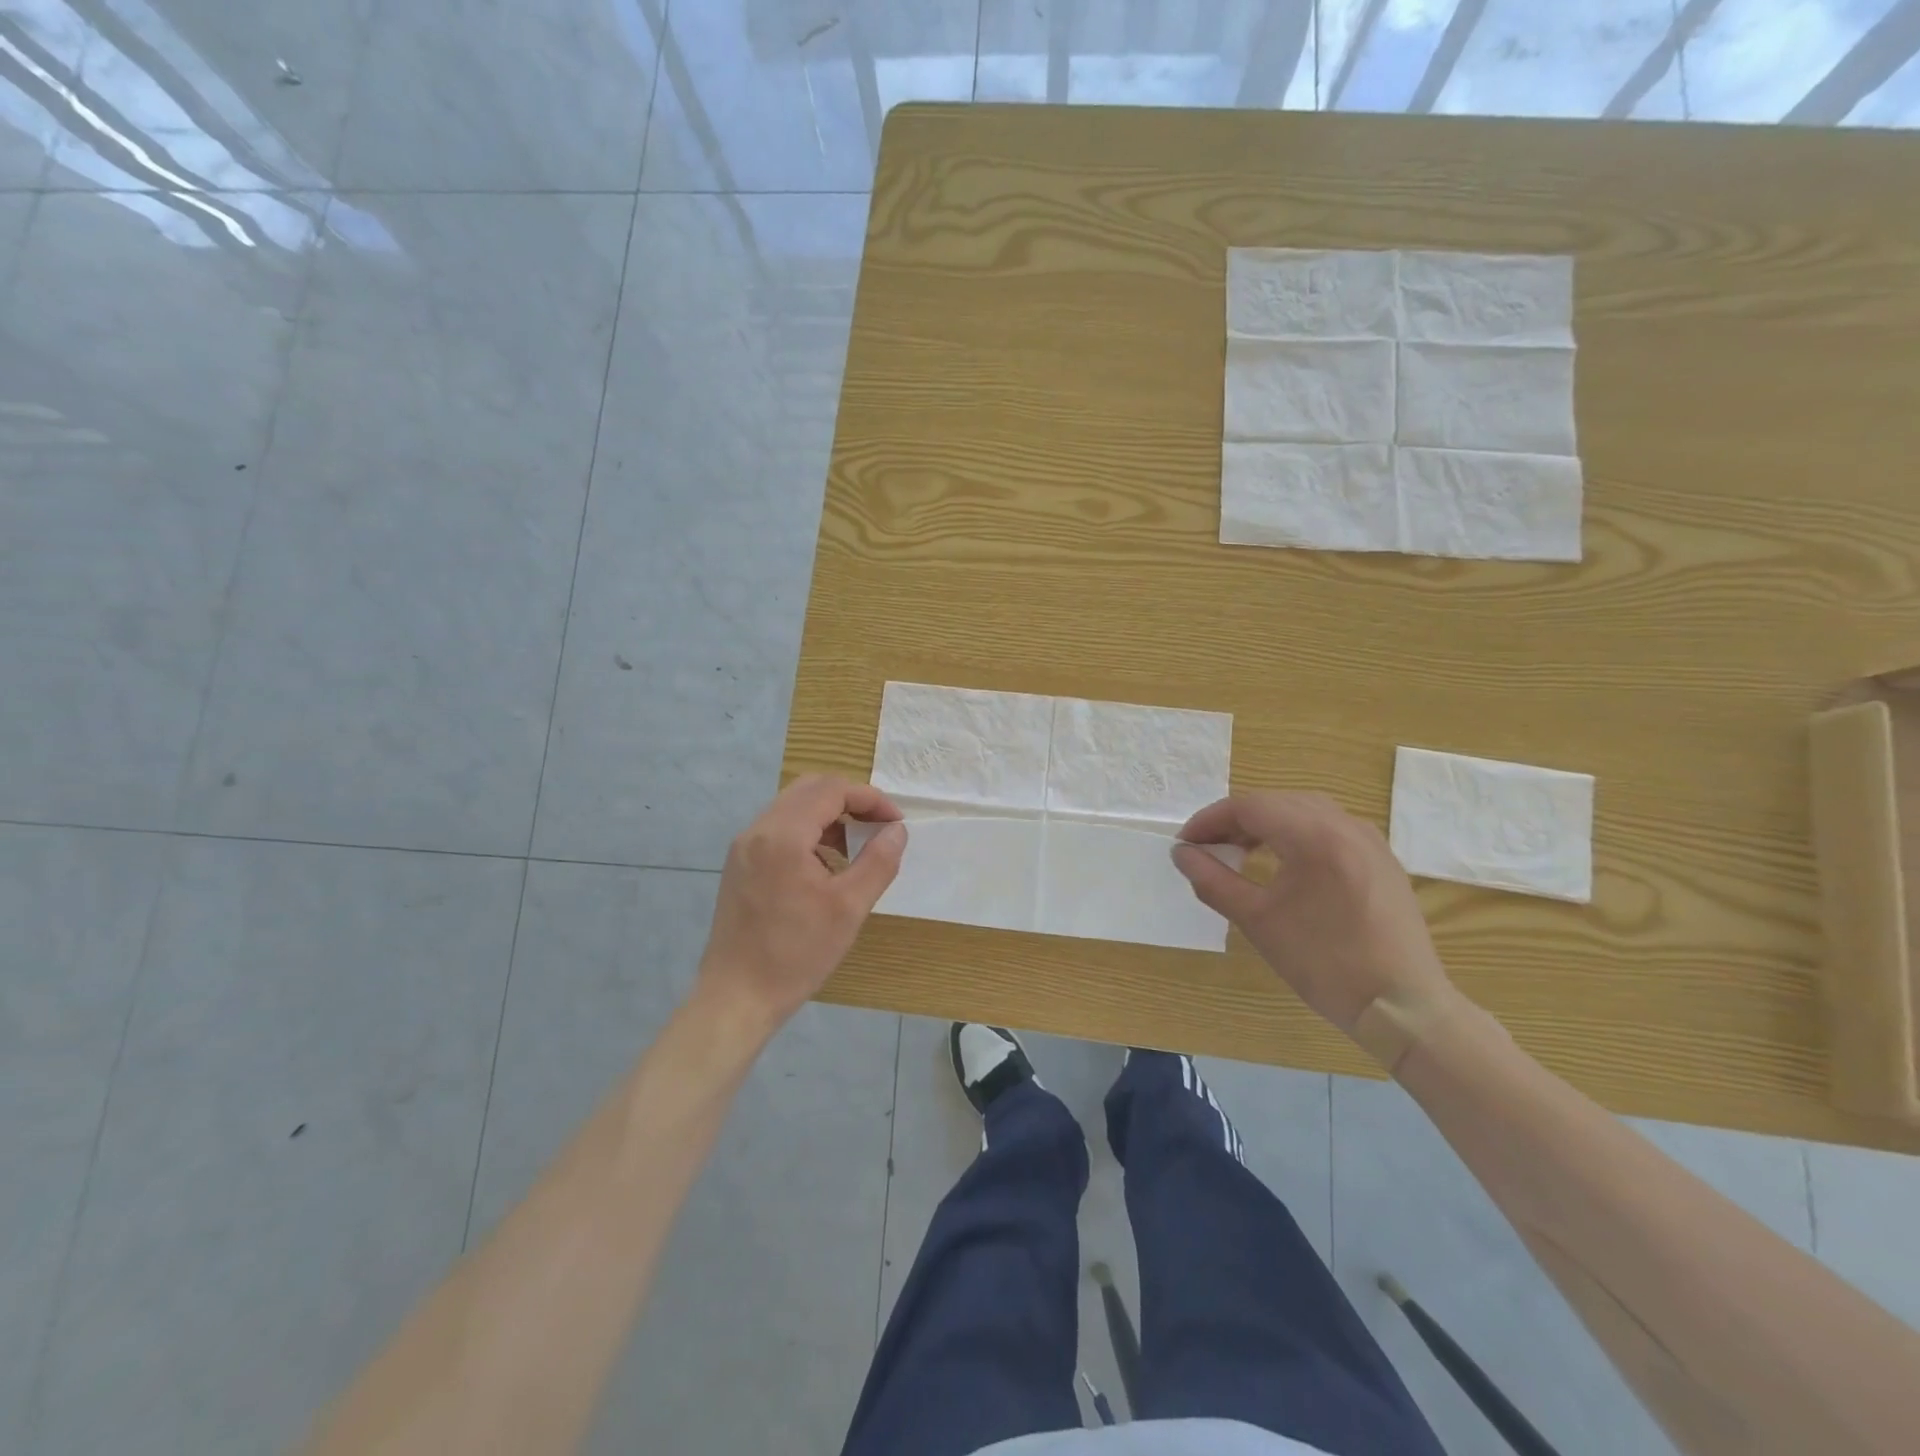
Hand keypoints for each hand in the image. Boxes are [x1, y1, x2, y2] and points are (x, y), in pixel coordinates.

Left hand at [697, 776, 906, 1034]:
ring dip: (829, 814)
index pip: (832, 790)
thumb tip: (897, 830)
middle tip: (878, 826)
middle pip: (810, 788)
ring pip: (793, 806)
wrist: (737, 996)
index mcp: (783, 835)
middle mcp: (758, 829)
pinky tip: (825, 864)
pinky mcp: (739, 864)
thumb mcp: (849, 908)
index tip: (895, 823)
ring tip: (856, 846)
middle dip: (850, 800)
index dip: (870, 798)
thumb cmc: (796, 954)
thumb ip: (878, 861)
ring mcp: (744, 846)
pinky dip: (808, 830)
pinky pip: (779, 828)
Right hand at [1171, 791, 1452, 1035]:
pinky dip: (1297, 833)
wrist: (1403, 1006)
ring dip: (1267, 823)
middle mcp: (1345, 825)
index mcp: (1314, 836)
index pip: (1249, 807)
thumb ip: (1213, 880)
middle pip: (1276, 802)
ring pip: (1305, 810)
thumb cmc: (1324, 963)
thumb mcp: (1257, 921)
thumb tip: (1181, 854)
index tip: (1185, 844)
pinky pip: (1330, 827)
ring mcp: (1369, 840)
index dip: (1210, 820)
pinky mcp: (1382, 859)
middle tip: (1207, 848)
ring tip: (1241, 851)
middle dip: (1235, 820)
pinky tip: (1285, 861)